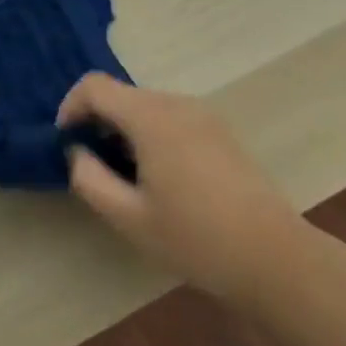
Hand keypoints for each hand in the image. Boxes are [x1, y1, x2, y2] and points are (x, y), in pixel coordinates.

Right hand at [58, 74, 304, 302]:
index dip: (71, 107)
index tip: (68, 143)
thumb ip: (90, 179)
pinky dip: (152, 134)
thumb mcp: (129, 218)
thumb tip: (77, 152)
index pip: (94, 86)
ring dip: (125, 129)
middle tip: (95, 165)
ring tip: (128, 177)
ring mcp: (202, 114)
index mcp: (150, 116)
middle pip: (121, 94)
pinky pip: (171, 117)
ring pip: (146, 106)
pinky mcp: (220, 130)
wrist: (277, 259)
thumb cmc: (197, 239)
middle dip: (98, 122)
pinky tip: (163, 179)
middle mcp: (175, 102)